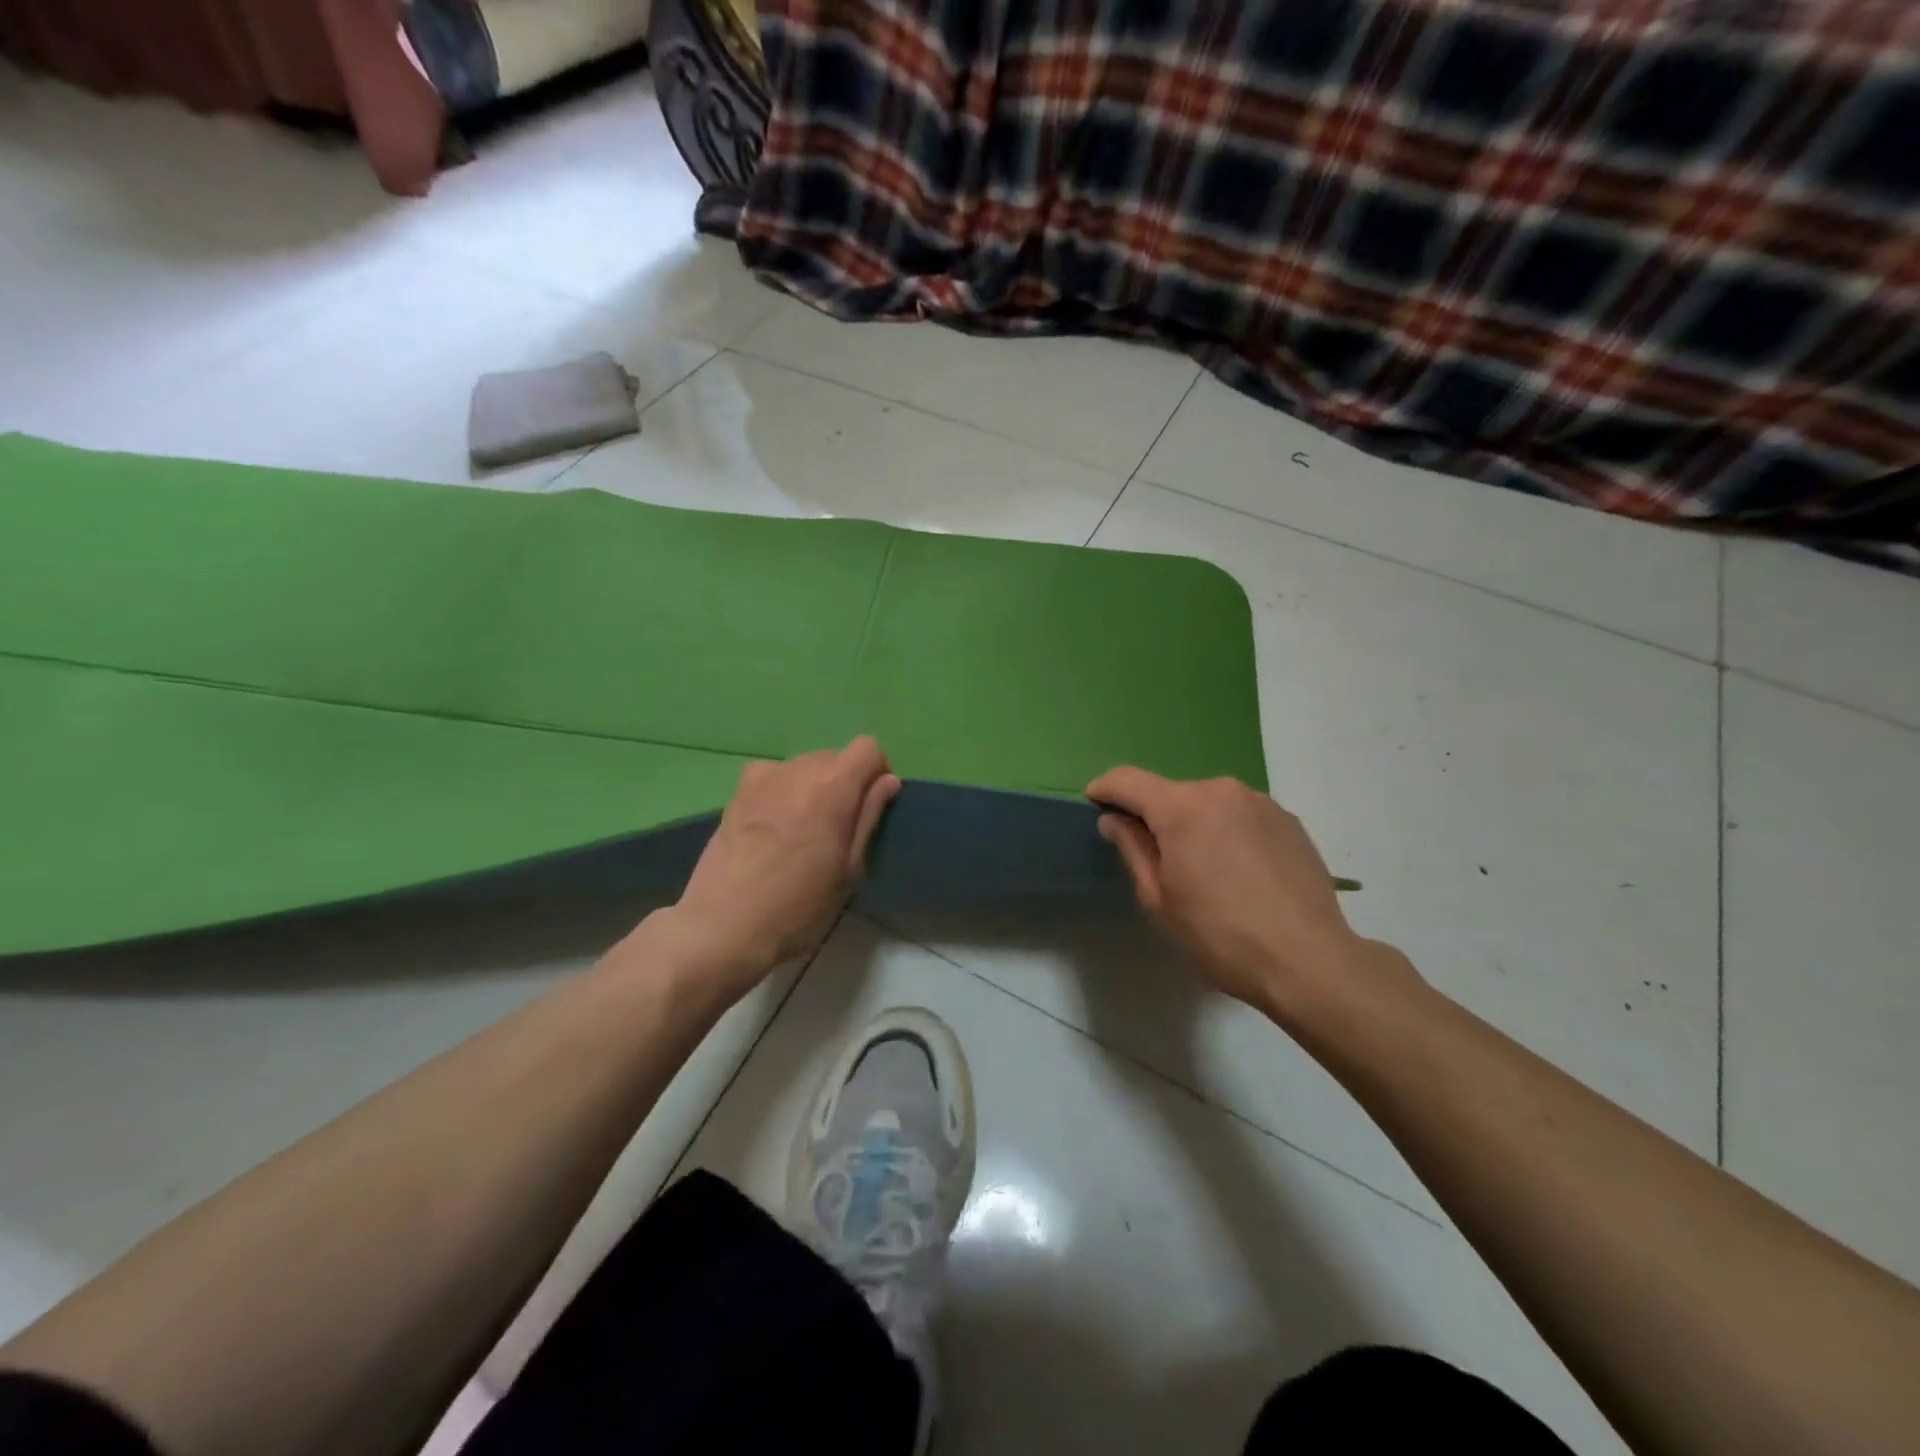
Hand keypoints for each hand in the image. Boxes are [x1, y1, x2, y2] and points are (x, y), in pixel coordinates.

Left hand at [641, 737, 900, 1003]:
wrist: (724, 926)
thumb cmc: (798, 906)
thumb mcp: (849, 869)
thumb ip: (869, 817)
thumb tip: (886, 781)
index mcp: (833, 786)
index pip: (867, 748)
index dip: (876, 773)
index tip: (870, 808)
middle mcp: (798, 769)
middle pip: (835, 757)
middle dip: (845, 783)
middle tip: (837, 829)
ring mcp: (763, 777)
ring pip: (803, 767)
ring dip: (813, 788)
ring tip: (802, 831)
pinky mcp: (737, 792)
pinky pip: (773, 777)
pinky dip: (782, 791)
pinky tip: (773, 826)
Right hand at [1087, 767, 1406, 1018]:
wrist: (1309, 960)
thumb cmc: (1219, 936)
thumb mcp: (1159, 900)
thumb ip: (1132, 849)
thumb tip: (1115, 820)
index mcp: (1182, 808)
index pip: (1128, 780)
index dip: (1104, 789)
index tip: (1094, 805)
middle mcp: (1221, 790)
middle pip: (1171, 793)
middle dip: (1155, 817)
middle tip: (1157, 860)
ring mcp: (1260, 802)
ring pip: (1208, 803)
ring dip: (1195, 824)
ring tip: (1206, 871)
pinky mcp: (1288, 819)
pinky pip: (1241, 815)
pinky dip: (1228, 832)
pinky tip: (1241, 873)